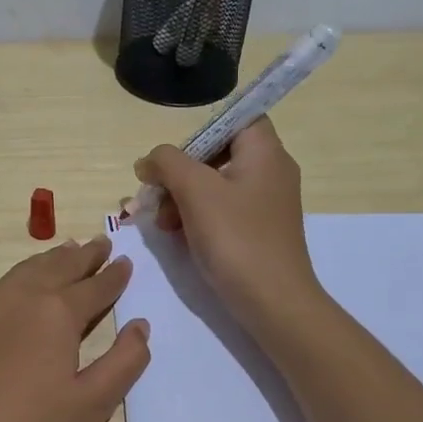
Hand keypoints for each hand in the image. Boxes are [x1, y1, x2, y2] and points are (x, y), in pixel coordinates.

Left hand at [0, 236, 150, 421]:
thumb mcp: (90, 405)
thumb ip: (123, 362)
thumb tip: (140, 326)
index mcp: (57, 312)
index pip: (94, 286)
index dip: (114, 276)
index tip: (126, 261)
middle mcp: (21, 297)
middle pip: (59, 267)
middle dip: (84, 255)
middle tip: (101, 244)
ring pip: (27, 270)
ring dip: (52, 259)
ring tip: (67, 251)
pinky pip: (4, 285)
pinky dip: (25, 274)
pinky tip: (25, 284)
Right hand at [134, 118, 320, 330]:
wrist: (274, 303)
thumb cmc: (237, 238)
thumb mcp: (195, 191)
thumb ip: (167, 163)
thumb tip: (149, 161)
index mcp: (265, 152)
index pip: (236, 118)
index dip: (202, 132)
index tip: (176, 158)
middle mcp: (271, 171)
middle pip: (218, 153)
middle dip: (180, 173)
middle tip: (157, 196)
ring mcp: (266, 203)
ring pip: (215, 185)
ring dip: (182, 198)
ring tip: (162, 224)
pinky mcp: (258, 230)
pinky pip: (222, 210)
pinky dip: (197, 217)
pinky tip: (178, 237)